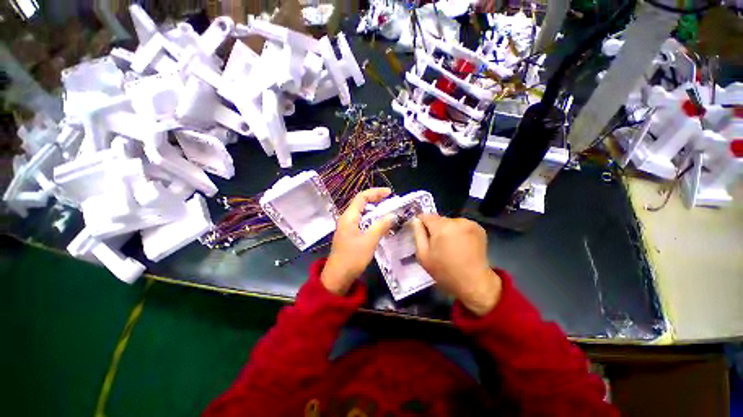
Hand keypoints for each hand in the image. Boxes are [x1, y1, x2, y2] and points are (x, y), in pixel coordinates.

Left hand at [321, 188, 394, 294]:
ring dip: (374, 210)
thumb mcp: (369, 241)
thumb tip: (392, 215)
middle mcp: (347, 219)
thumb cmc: (352, 257)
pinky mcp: (350, 235)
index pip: (362, 197)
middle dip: (376, 200)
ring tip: (387, 211)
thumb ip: (381, 226)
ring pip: (362, 213)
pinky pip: (362, 222)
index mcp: (349, 216)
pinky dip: (371, 220)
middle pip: (361, 203)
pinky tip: (379, 225)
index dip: (375, 192)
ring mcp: (347, 227)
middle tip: (390, 201)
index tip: (389, 193)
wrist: (338, 277)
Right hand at [412, 214, 501, 315]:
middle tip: (436, 245)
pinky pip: (461, 225)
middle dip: (435, 228)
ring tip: (450, 246)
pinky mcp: (479, 228)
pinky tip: (461, 245)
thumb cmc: (445, 271)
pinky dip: (458, 232)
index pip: (425, 216)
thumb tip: (416, 220)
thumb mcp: (423, 255)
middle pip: (439, 219)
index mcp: (442, 227)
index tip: (421, 234)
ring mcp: (470, 223)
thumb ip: (418, 234)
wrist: (474, 283)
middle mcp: (457, 221)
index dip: (421, 223)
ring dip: (447, 230)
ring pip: (450, 222)